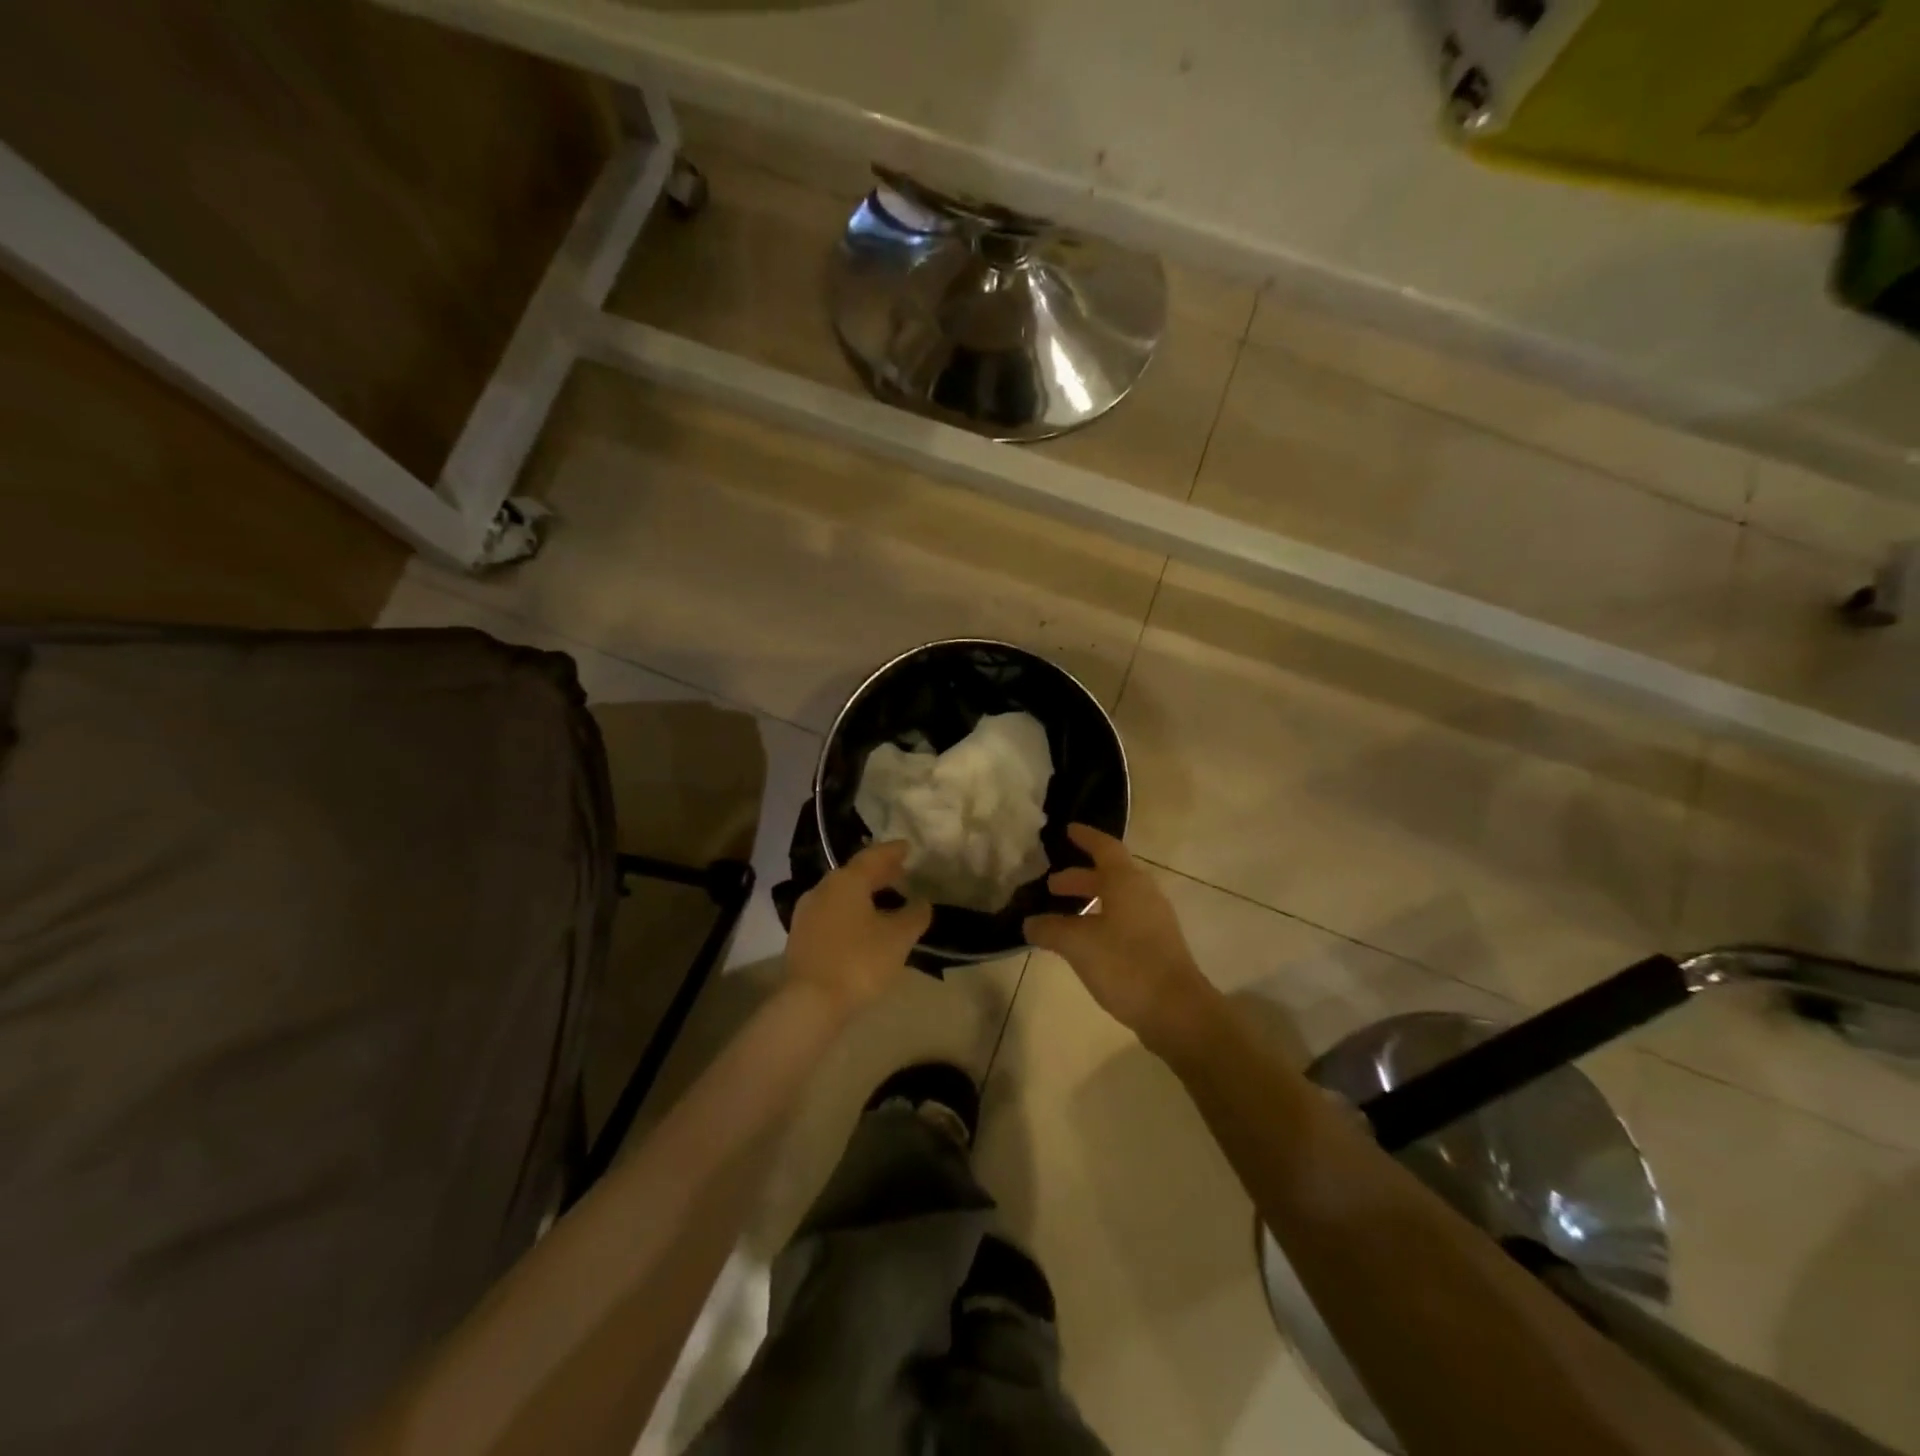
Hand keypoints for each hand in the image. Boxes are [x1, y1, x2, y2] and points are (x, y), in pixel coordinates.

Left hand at [785, 841, 932, 1016]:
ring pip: (841, 894)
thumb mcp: (898, 938)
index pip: (873, 857)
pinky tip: (863, 924)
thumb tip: (922, 902)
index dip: (892, 852)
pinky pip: (832, 912)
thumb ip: (914, 915)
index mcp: (846, 881)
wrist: (810, 1002)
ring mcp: (808, 913)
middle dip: (878, 872)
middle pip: (855, 874)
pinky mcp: (802, 936)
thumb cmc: (859, 962)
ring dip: (864, 893)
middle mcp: (823, 889)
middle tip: (900, 872)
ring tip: (886, 899)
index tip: (907, 847)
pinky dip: (851, 911)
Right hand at [1024, 824, 1219, 1056]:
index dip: (1085, 838)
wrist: (1177, 1011)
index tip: (1067, 830)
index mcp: (1127, 882)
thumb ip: (1051, 929)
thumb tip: (1029, 923)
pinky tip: (1084, 942)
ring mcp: (1154, 921)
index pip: (1105, 848)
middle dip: (1079, 877)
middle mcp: (1143, 894)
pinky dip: (1101, 920)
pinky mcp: (1157, 945)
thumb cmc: (1126, 965)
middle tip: (1051, 885)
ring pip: (1117, 899)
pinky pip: (1124, 920)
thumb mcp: (1078, 944)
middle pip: (1109, 875)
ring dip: (1090, 901)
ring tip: (1063, 915)